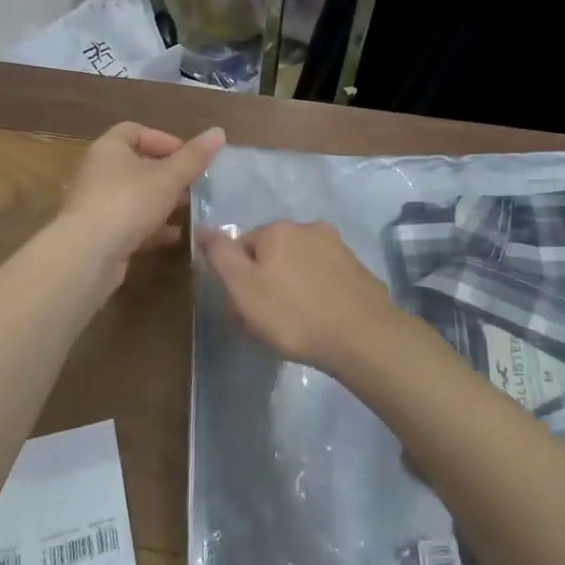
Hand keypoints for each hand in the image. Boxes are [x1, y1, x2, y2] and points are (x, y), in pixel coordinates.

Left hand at [57, 122, 225, 272]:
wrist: (87, 255)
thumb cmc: (128, 203)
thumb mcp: (168, 177)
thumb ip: (194, 157)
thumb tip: (219, 132)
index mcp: (109, 149)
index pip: (134, 130)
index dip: (162, 138)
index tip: (187, 155)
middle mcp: (99, 172)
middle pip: (136, 164)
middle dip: (168, 173)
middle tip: (194, 184)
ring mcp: (97, 204)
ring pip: (135, 196)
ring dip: (162, 201)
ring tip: (190, 208)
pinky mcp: (100, 233)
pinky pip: (130, 222)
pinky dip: (152, 226)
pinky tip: (175, 235)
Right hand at [199, 220, 397, 373]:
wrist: (362, 337)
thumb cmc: (293, 314)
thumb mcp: (243, 287)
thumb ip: (220, 255)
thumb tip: (203, 228)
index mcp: (278, 230)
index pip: (242, 246)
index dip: (238, 278)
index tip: (243, 307)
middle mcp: (308, 228)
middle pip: (273, 254)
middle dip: (266, 280)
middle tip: (267, 319)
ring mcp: (338, 248)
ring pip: (301, 265)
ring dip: (293, 287)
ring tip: (296, 323)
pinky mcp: (359, 270)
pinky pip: (326, 279)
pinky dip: (319, 294)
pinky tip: (322, 320)